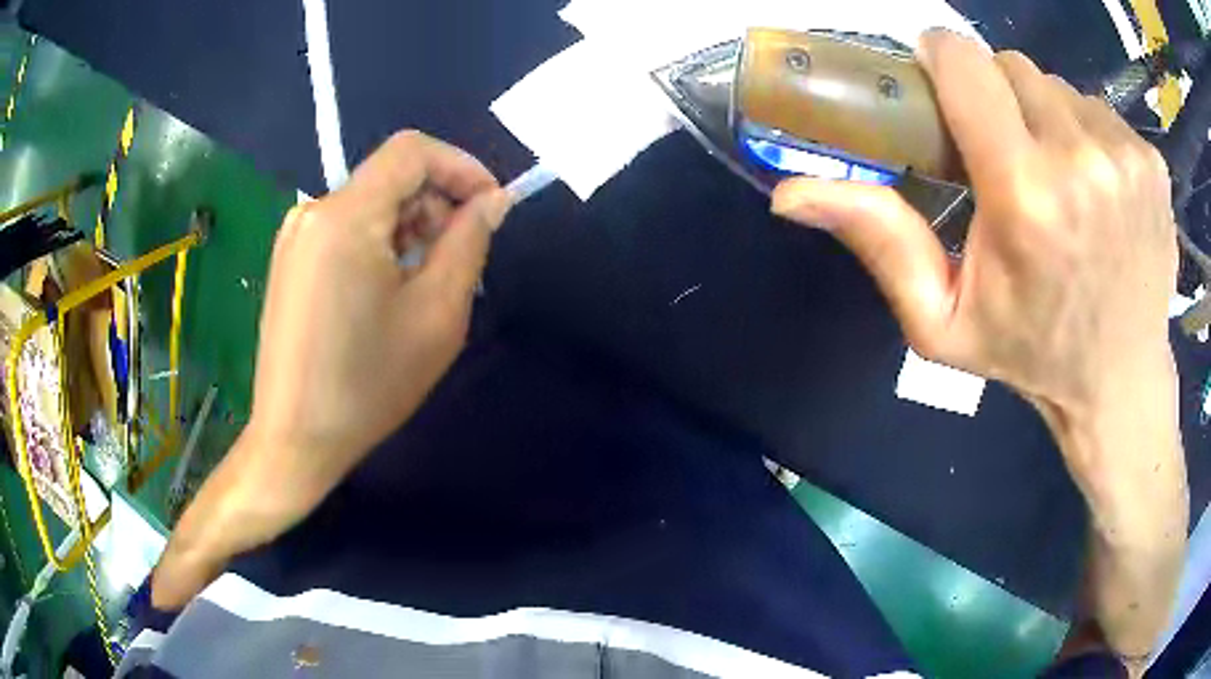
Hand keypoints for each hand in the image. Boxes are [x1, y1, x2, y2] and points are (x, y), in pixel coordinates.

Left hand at [152, 131, 510, 608]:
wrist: (295, 439)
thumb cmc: (367, 384)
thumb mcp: (436, 314)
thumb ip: (469, 242)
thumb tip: (492, 201)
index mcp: (346, 216)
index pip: (412, 150)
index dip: (461, 166)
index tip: (490, 208)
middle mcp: (313, 210)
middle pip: (391, 177)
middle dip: (436, 205)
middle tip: (458, 262)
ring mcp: (295, 235)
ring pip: (370, 203)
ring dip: (410, 230)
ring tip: (422, 287)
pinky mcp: (289, 259)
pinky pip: (346, 228)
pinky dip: (379, 245)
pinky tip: (385, 294)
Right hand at [771, 29, 1185, 661]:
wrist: (1122, 383)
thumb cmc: (1032, 355)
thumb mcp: (941, 321)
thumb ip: (878, 242)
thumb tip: (790, 192)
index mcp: (1025, 194)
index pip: (965, 62)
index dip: (942, 61)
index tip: (942, 87)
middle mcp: (1081, 159)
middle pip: (1012, 68)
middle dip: (997, 99)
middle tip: (1006, 158)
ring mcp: (1126, 156)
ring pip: (1058, 86)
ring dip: (1044, 117)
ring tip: (1056, 179)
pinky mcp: (1152, 162)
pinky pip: (1099, 111)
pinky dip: (1087, 134)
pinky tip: (1096, 188)